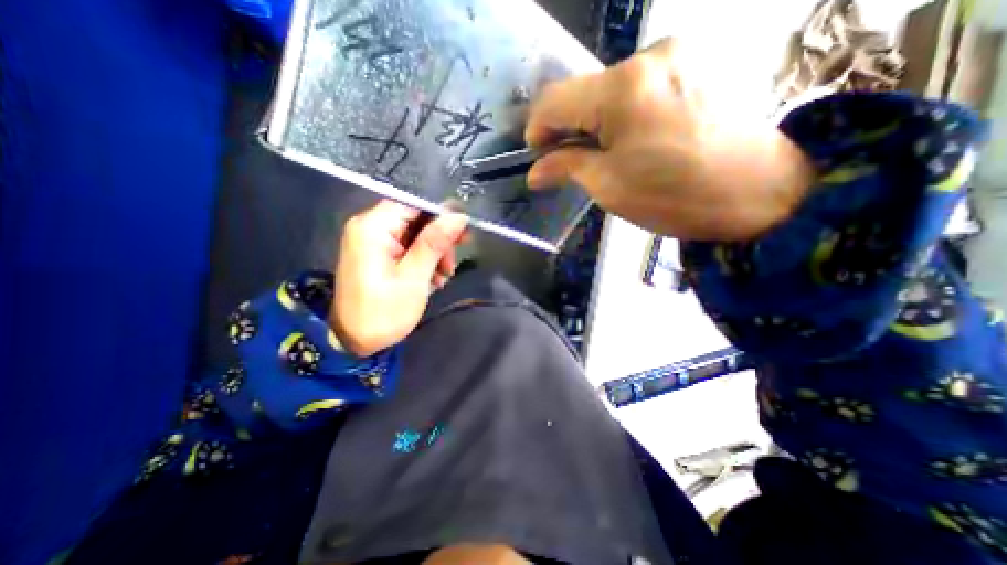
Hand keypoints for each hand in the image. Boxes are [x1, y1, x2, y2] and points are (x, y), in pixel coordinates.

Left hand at [333, 202, 469, 354]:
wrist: (353, 342)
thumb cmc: (383, 312)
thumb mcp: (413, 278)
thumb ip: (434, 243)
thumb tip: (458, 216)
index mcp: (373, 227)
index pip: (413, 204)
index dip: (441, 214)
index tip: (463, 231)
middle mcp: (370, 227)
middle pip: (415, 218)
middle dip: (439, 239)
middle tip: (453, 262)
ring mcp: (373, 241)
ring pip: (415, 234)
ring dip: (434, 252)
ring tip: (443, 276)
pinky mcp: (378, 254)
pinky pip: (407, 247)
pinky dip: (423, 260)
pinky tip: (433, 278)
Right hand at [522, 38, 811, 240]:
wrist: (759, 191)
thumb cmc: (673, 195)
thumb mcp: (609, 186)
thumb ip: (567, 168)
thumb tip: (535, 172)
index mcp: (621, 88)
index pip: (555, 99)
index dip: (537, 129)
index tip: (538, 156)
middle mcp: (648, 55)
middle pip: (583, 91)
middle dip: (569, 128)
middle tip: (570, 161)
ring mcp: (677, 54)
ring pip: (610, 89)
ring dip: (596, 122)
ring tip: (606, 154)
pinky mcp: (695, 65)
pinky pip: (639, 87)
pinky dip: (623, 113)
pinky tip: (633, 138)